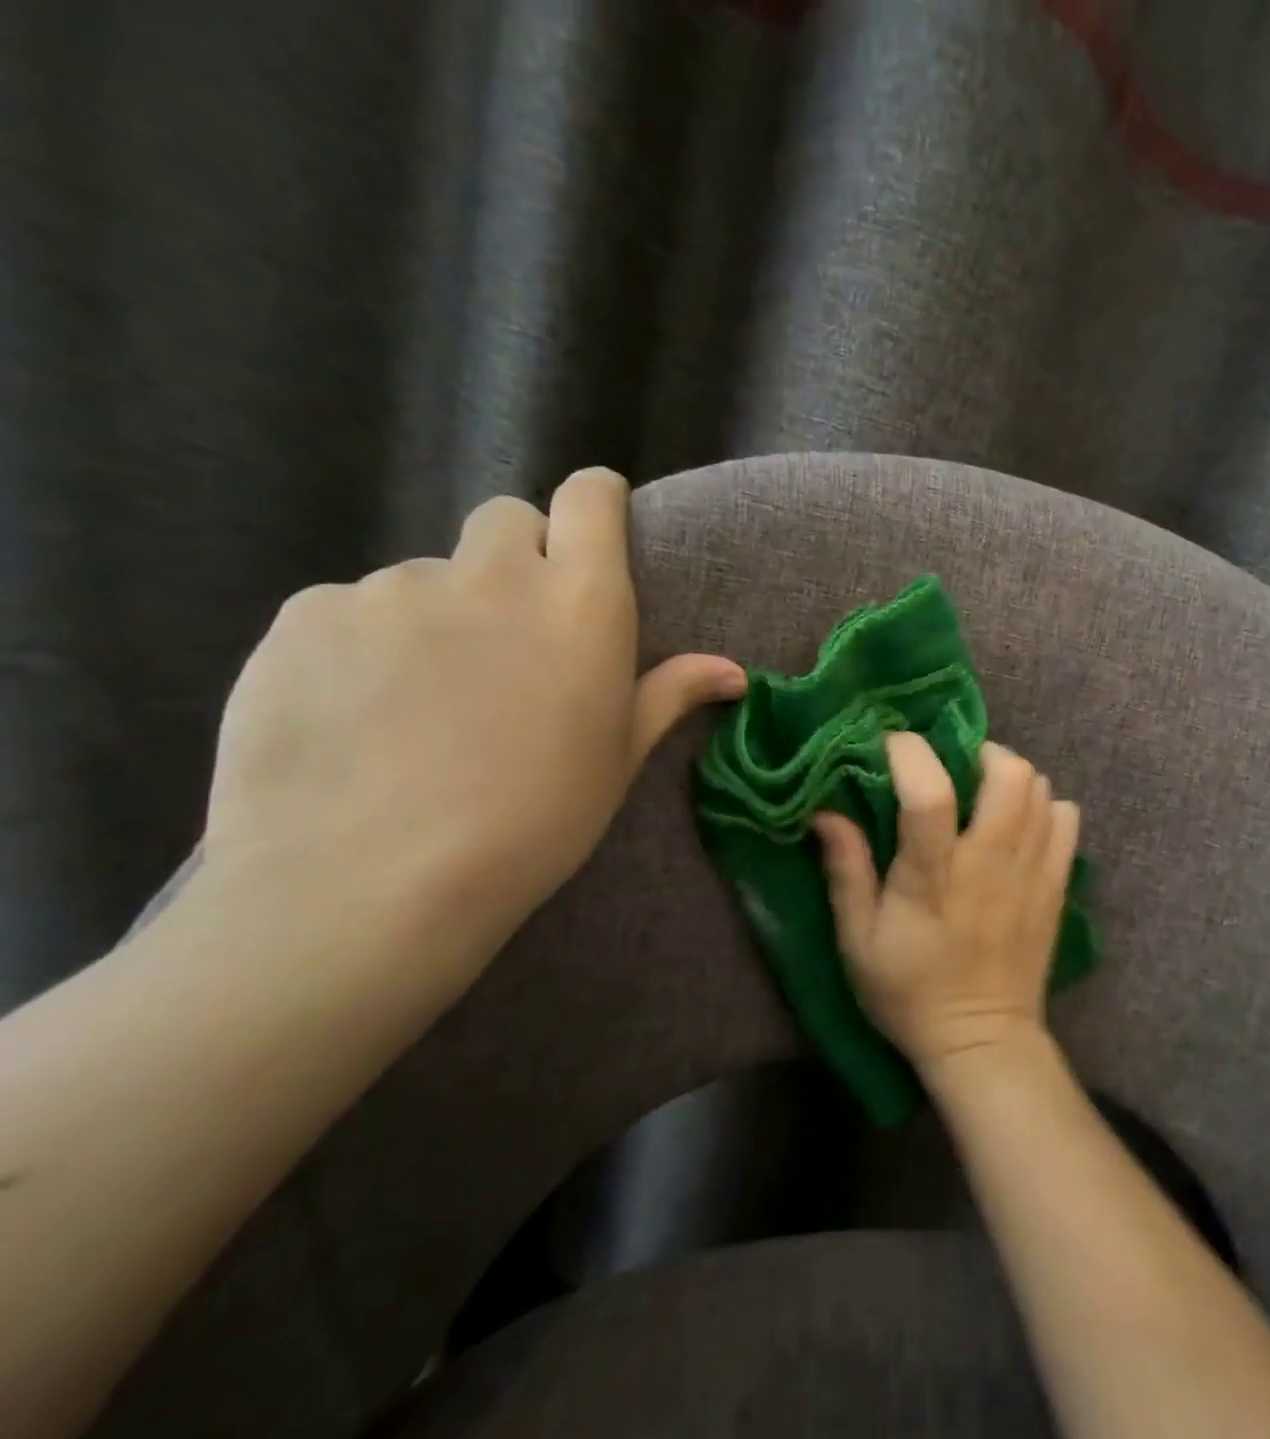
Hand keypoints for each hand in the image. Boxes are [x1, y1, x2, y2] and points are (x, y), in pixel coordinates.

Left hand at [203, 467, 744, 942]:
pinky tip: (360, 714)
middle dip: (518, 558)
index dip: (595, 501)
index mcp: (582, 605)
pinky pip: (350, 610)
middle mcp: (492, 575)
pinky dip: (364, 645)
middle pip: (508, 520)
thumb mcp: (617, 759)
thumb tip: (735, 672)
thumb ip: (669, 694)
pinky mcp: (307, 614)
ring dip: (440, 614)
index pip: (590, 498)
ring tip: (425, 700)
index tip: (593, 528)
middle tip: (512, 633)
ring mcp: (393, 587)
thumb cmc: (534, 821)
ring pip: (428, 576)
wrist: (372, 881)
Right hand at [813, 734, 1079, 1070]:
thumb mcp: (857, 940)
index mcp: (934, 877)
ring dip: (1009, 775)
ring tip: (983, 792)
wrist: (983, 1040)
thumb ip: (846, 870)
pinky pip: (1066, 818)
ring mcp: (1031, 871)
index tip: (892, 745)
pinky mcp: (1056, 884)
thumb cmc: (909, 992)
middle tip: (953, 768)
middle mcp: (989, 863)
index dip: (911, 753)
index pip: (930, 793)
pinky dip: (1044, 805)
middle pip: (1008, 774)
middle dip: (977, 752)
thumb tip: (825, 811)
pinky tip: (1019, 823)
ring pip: (1040, 788)